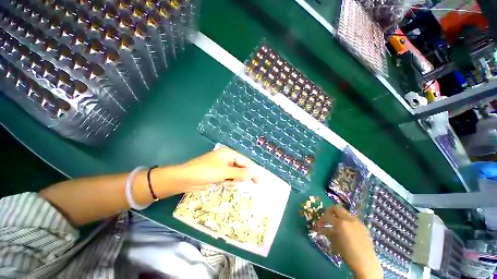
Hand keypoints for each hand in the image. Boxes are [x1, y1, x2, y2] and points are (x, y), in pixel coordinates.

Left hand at [160, 147, 259, 194]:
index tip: (259, 181)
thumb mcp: (224, 172)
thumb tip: (253, 173)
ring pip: (236, 175)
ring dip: (233, 181)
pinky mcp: (219, 174)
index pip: (245, 162)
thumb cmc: (205, 171)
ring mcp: (223, 166)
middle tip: (234, 183)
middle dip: (240, 177)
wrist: (185, 179)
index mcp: (229, 154)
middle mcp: (227, 158)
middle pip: (241, 168)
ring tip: (225, 183)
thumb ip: (240, 173)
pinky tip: (222, 184)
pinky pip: (229, 178)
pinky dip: (228, 182)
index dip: (252, 171)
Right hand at [316, 207, 382, 278]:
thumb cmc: (347, 253)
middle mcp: (349, 219)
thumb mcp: (335, 243)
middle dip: (330, 211)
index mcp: (340, 223)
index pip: (327, 216)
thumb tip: (321, 228)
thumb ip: (328, 232)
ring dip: (339, 216)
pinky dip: (346, 221)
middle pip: (337, 208)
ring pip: (345, 213)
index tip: (319, 225)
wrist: (366, 263)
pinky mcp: (363, 226)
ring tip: (336, 224)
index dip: (321, 219)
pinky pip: (352, 219)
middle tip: (327, 218)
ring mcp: (357, 222)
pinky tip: (346, 230)